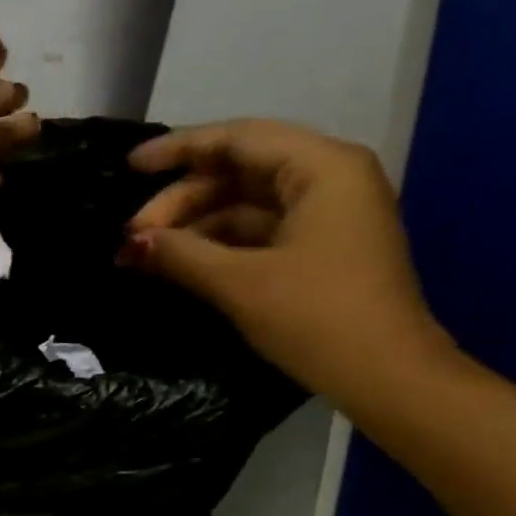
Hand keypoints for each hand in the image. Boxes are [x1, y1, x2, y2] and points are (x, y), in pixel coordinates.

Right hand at [121, 119, 454, 402]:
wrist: (385, 376)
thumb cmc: (316, 318)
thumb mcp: (241, 284)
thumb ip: (182, 255)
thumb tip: (132, 242)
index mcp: (322, 168)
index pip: (238, 139)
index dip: (179, 149)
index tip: (129, 167)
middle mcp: (328, 179)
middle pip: (240, 171)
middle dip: (183, 200)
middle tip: (133, 236)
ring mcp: (326, 216)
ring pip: (246, 204)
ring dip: (196, 225)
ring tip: (148, 253)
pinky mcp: (319, 250)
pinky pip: (259, 233)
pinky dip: (218, 245)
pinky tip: (181, 264)